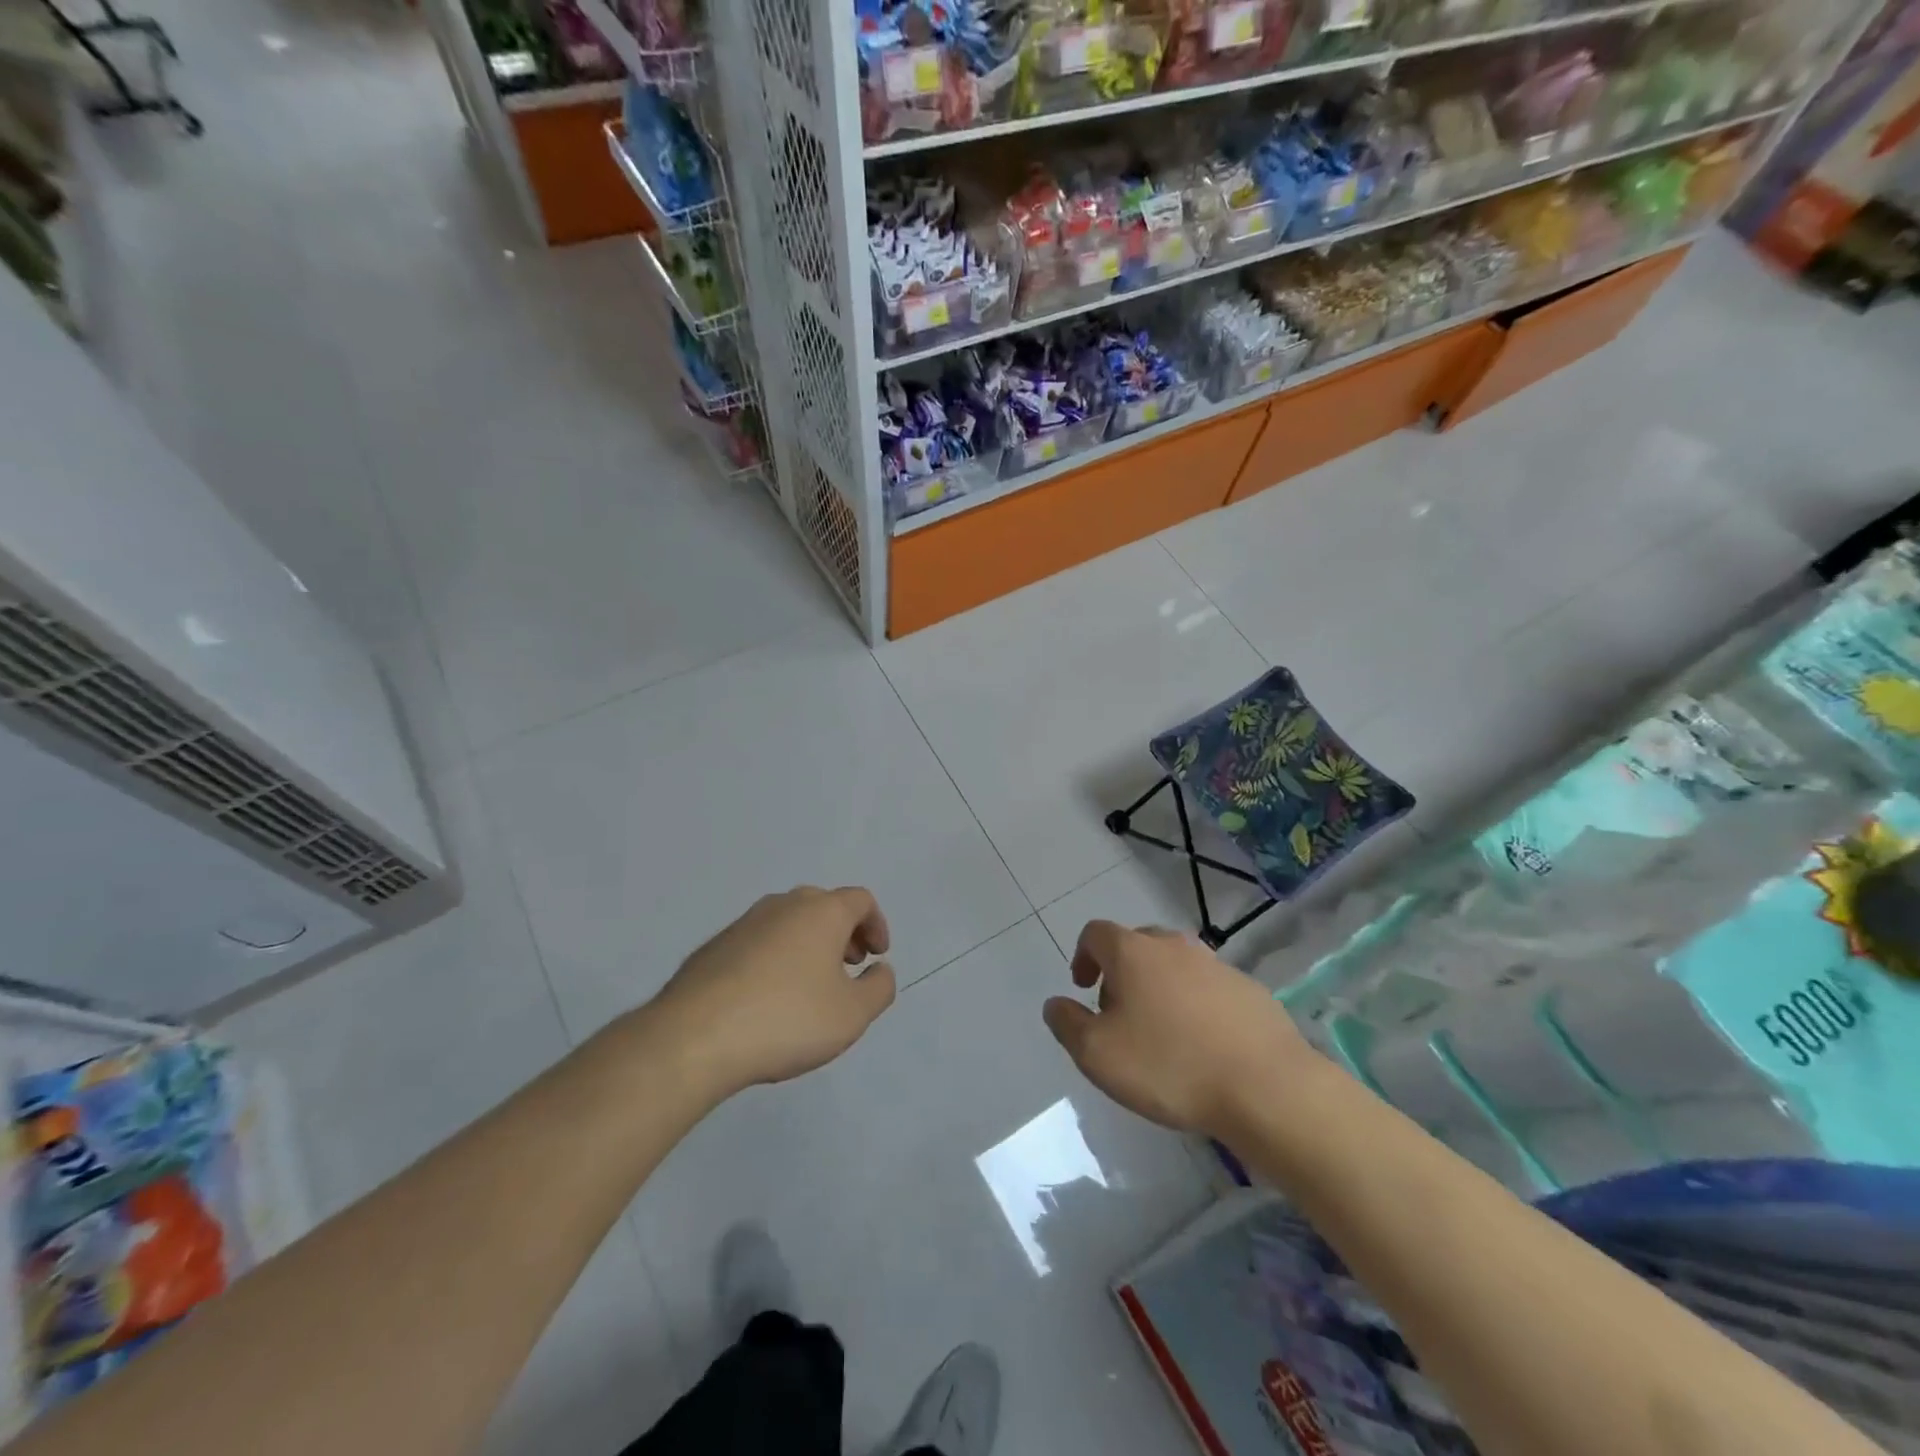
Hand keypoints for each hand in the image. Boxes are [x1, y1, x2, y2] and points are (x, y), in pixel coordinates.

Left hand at [650, 886, 895, 1097]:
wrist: (694, 1037)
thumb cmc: (787, 1019)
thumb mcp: (852, 1015)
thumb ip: (879, 989)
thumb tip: (880, 970)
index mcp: (822, 912)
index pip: (860, 900)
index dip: (876, 924)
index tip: (877, 956)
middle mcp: (783, 905)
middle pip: (824, 906)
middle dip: (843, 933)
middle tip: (849, 966)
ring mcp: (744, 923)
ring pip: (788, 923)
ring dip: (808, 945)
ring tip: (809, 987)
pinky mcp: (714, 947)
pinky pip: (758, 943)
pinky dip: (775, 958)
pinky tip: (768, 999)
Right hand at [1043, 921, 1318, 1137]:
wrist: (1266, 1087)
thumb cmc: (1170, 1066)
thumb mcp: (1098, 1054)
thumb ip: (1067, 1024)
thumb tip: (1055, 1004)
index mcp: (1133, 952)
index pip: (1095, 933)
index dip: (1083, 956)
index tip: (1083, 988)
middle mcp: (1174, 946)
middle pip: (1137, 944)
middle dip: (1121, 972)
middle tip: (1119, 1013)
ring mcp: (1216, 965)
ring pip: (1175, 965)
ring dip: (1159, 988)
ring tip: (1161, 1033)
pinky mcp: (1249, 990)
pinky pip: (1208, 988)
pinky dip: (1195, 1005)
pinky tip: (1202, 1045)